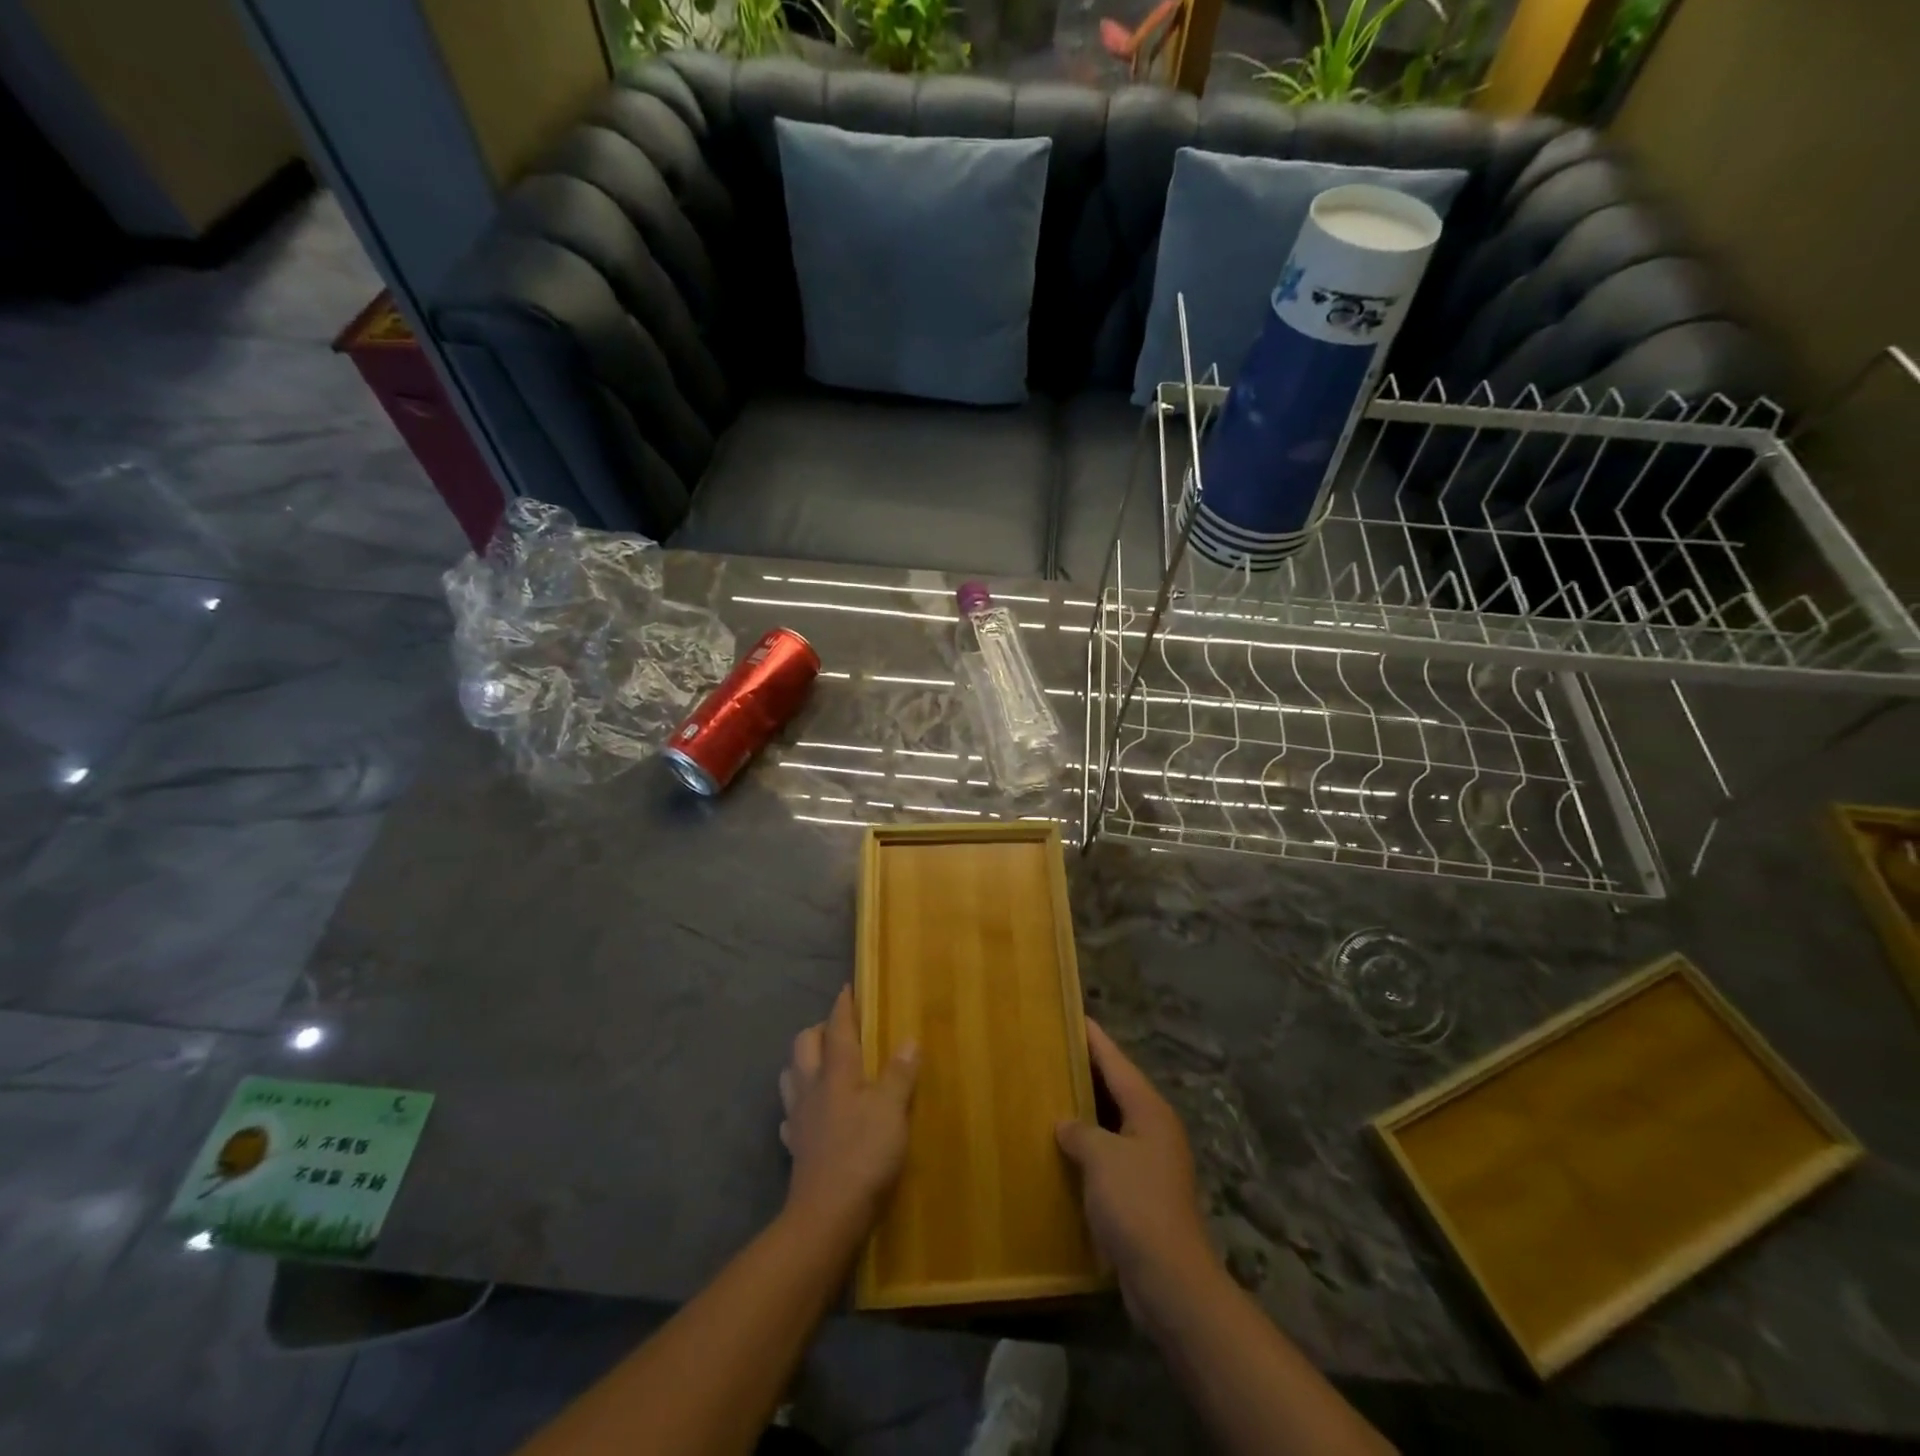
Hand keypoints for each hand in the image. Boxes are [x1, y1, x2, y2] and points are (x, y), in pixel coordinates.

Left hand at [778, 986, 919, 1241]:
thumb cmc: (864, 1154)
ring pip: (791, 1074)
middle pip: (804, 1044)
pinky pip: (790, 1114)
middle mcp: (812, 1087)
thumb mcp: (892, 1111)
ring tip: (821, 1064)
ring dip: (803, 1062)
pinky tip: (809, 1112)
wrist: (827, 1214)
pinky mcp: (795, 1145)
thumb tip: (909, 1040)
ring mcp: (798, 1117)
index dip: (842, 1007)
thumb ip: (900, 1074)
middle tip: (839, 1030)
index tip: (846, 989)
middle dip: (819, 1030)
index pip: (838, 1029)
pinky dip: (799, 1104)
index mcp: (836, 1072)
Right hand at [1056, 1020, 1214, 1316]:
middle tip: (1052, 1052)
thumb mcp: (1101, 1157)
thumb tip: (1066, 1124)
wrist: (1169, 1279)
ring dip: (1085, 1111)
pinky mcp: (1142, 1192)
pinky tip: (1063, 1148)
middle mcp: (1154, 1128)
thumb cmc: (1136, 1205)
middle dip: (1086, 1072)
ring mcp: (1151, 1162)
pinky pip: (1110, 1154)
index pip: (1117, 1062)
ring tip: (1050, 1094)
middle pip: (1116, 1088)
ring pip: (1112, 1123)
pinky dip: (1089, 1146)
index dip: (1094, 1038)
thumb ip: (1080, 1131)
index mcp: (1149, 1110)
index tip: (1073, 1015)